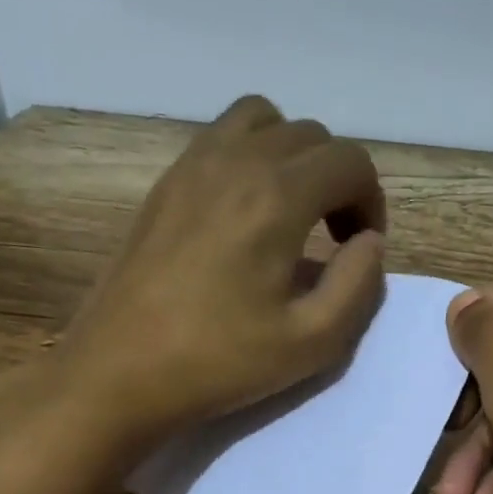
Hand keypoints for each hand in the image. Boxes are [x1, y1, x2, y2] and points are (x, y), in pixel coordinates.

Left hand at [4, 95, 388, 445]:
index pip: (350, 162)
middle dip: (338, 180)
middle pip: (311, 136)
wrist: (120, 371)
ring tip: (292, 212)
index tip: (360, 249)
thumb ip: (358, 285)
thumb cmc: (219, 362)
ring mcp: (192, 165)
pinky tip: (245, 213)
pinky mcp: (165, 182)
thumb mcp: (312, 342)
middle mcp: (236, 161)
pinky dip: (250, 156)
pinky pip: (220, 138)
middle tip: (334, 239)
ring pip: (263, 122)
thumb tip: (369, 243)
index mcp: (277, 197)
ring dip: (293, 157)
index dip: (371, 202)